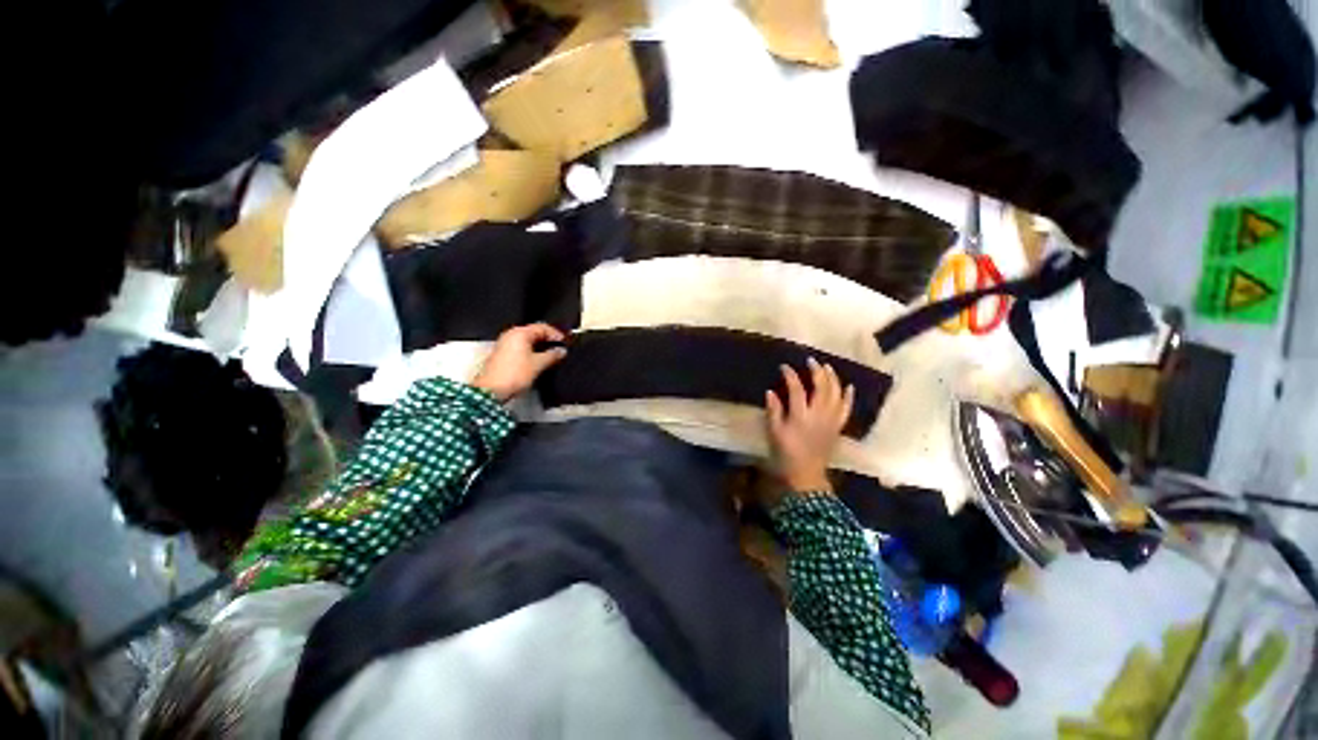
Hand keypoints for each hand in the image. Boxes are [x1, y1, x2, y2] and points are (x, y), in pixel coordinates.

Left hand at [472, 324, 567, 400]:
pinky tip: (538, 361)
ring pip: (527, 340)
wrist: (491, 390)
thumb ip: (552, 355)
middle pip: (533, 332)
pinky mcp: (502, 354)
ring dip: (540, 346)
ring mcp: (504, 344)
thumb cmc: (514, 374)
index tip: (564, 342)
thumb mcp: (538, 364)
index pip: (542, 327)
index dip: (555, 334)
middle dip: (547, 340)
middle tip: (559, 349)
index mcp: (519, 333)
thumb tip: (561, 351)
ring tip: (551, 356)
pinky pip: (520, 348)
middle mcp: (510, 335)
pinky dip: (531, 351)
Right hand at [764, 359, 854, 492]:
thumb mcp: (774, 433)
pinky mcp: (838, 427)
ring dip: (833, 378)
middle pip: (822, 387)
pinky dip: (848, 396)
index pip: (797, 389)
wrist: (806, 475)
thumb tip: (770, 391)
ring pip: (836, 394)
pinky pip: (846, 409)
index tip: (784, 367)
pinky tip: (849, 386)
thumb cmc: (785, 454)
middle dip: (817, 371)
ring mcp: (831, 421)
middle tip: (810, 361)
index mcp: (800, 416)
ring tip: (827, 367)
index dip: (791, 375)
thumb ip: (773, 411)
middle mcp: (819, 415)